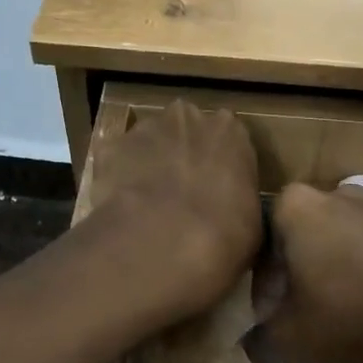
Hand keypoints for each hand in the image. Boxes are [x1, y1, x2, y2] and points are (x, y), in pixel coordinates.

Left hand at [90, 100, 261, 319]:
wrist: (162, 243)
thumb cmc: (224, 235)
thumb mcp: (253, 225)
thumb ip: (242, 204)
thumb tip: (233, 214)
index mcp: (230, 132)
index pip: (228, 139)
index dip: (220, 166)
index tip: (217, 192)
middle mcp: (188, 118)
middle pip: (186, 131)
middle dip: (183, 155)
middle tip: (182, 195)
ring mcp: (144, 129)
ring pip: (149, 142)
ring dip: (149, 164)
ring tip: (148, 207)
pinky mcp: (110, 149)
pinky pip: (117, 162)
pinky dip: (118, 180)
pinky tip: (123, 210)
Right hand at [255, 185, 362, 362]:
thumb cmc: (354, 311)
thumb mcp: (292, 339)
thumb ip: (259, 341)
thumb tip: (251, 345)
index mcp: (295, 207)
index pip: (262, 246)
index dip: (264, 288)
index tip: (274, 318)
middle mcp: (334, 193)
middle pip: (302, 240)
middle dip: (300, 277)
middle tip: (305, 317)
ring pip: (340, 243)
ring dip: (336, 275)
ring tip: (344, 317)